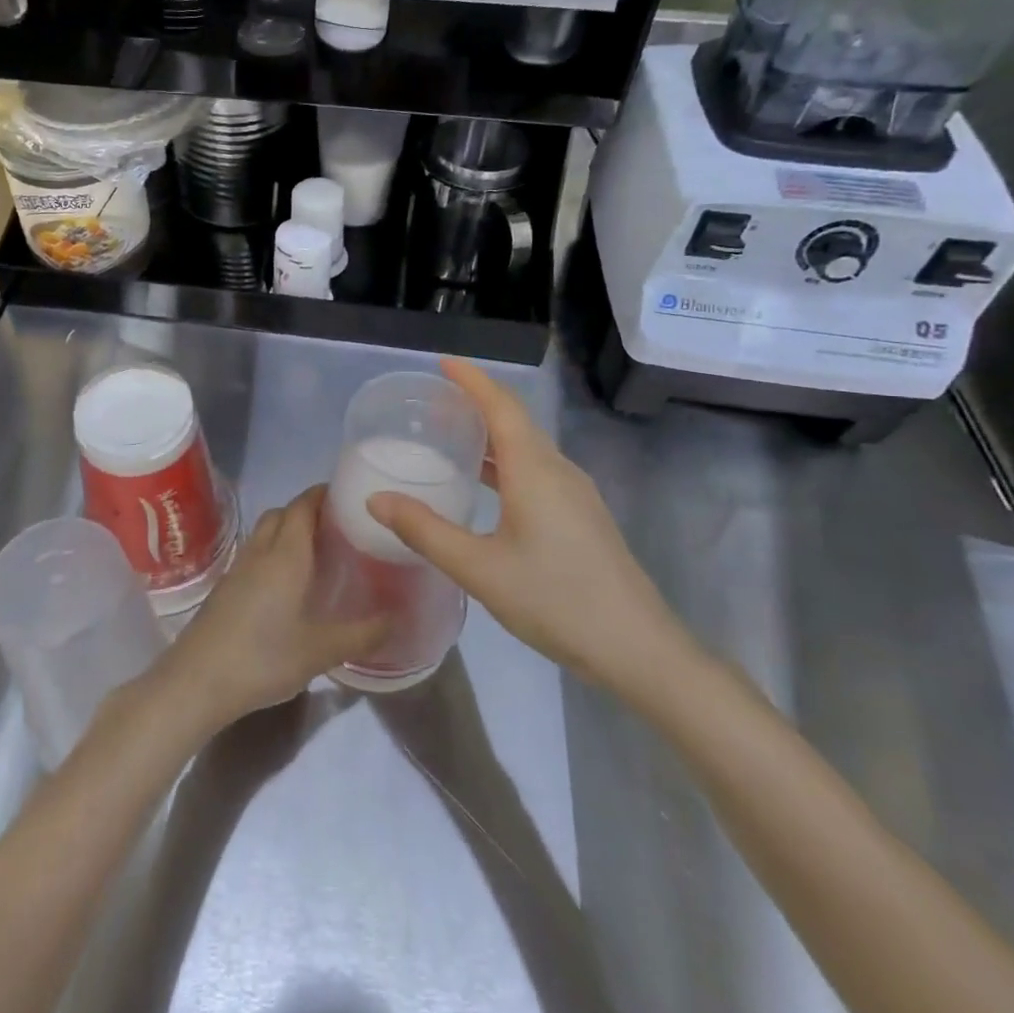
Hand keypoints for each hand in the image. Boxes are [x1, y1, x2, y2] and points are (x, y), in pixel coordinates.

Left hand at [158, 487, 388, 734]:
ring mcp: (238, 568)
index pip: (303, 505)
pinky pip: (254, 553)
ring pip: (265, 532)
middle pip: (282, 513)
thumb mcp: (322, 651)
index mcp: (286, 554)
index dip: (323, 494)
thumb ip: (363, 634)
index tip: (348, 496)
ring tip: (316, 553)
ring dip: (287, 530)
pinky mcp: (225, 588)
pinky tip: (286, 584)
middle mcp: (261, 551)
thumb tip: (399, 620)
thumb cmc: (263, 658)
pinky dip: (273, 552)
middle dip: (308, 510)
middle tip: (338, 527)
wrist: (197, 681)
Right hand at [365, 358, 702, 709]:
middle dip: (477, 404)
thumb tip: (376, 500)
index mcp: (535, 470)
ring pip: (528, 448)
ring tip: (453, 440)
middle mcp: (558, 470)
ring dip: (492, 435)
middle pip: (516, 421)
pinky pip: (538, 472)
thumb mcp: (479, 568)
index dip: (473, 379)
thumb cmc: (555, 600)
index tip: (442, 363)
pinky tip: (488, 489)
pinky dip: (507, 464)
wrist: (637, 648)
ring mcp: (576, 494)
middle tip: (435, 405)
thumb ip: (425, 530)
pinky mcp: (583, 517)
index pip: (501, 405)